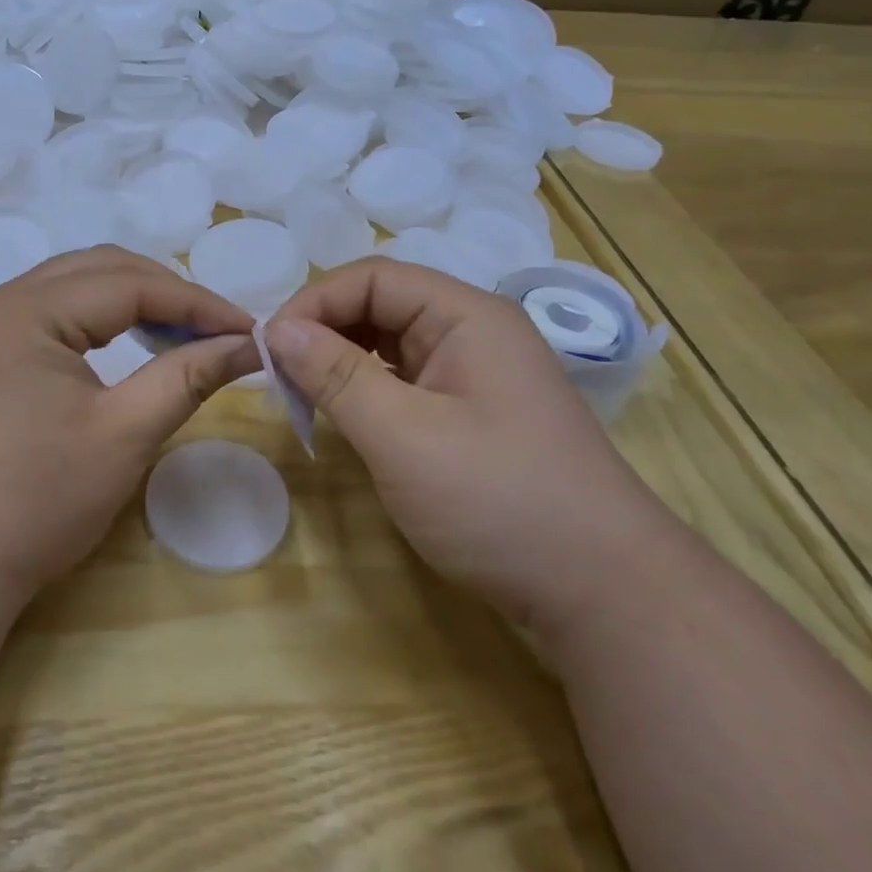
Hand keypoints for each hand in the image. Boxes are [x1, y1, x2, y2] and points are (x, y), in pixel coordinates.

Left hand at [0, 247, 260, 618]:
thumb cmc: (35, 499)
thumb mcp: (123, 434)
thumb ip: (186, 377)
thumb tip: (248, 345)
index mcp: (28, 309)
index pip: (130, 283)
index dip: (197, 303)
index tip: (249, 331)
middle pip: (97, 272)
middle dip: (164, 293)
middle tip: (215, 331)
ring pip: (70, 293)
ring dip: (129, 305)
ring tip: (177, 338)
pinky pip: (47, 322)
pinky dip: (95, 327)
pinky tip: (121, 354)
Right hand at [266, 258, 667, 633]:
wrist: (602, 593)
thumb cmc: (499, 502)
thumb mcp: (403, 436)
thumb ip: (336, 376)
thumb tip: (276, 329)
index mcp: (466, 316)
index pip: (373, 278)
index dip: (314, 303)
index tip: (268, 349)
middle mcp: (473, 333)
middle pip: (381, 306)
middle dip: (323, 331)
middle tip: (278, 376)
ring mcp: (475, 376)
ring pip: (389, 345)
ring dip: (340, 362)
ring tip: (301, 396)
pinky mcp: (471, 416)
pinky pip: (404, 383)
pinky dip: (364, 392)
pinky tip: (343, 418)